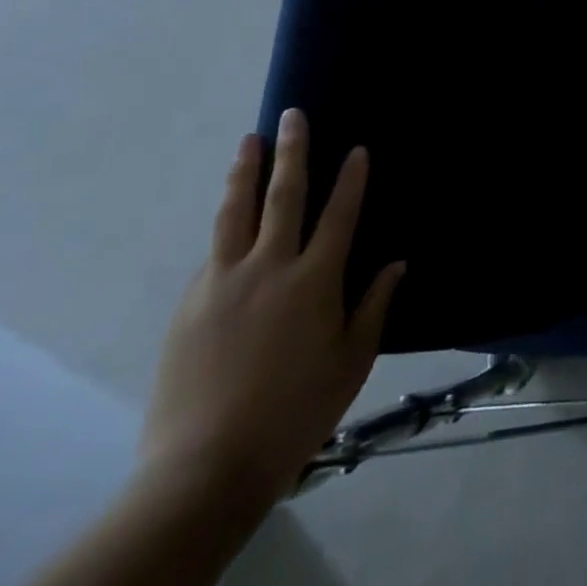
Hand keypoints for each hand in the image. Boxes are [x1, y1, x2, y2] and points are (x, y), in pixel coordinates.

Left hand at [137, 109, 404, 505]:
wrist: (204, 469)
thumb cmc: (294, 412)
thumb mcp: (351, 362)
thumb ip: (374, 306)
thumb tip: (396, 264)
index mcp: (314, 280)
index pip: (339, 213)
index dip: (351, 178)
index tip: (356, 147)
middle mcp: (269, 268)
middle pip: (283, 196)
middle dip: (291, 152)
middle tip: (293, 116)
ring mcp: (222, 283)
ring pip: (235, 213)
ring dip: (244, 173)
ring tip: (248, 141)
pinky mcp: (189, 305)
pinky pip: (214, 255)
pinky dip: (227, 230)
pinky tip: (230, 225)